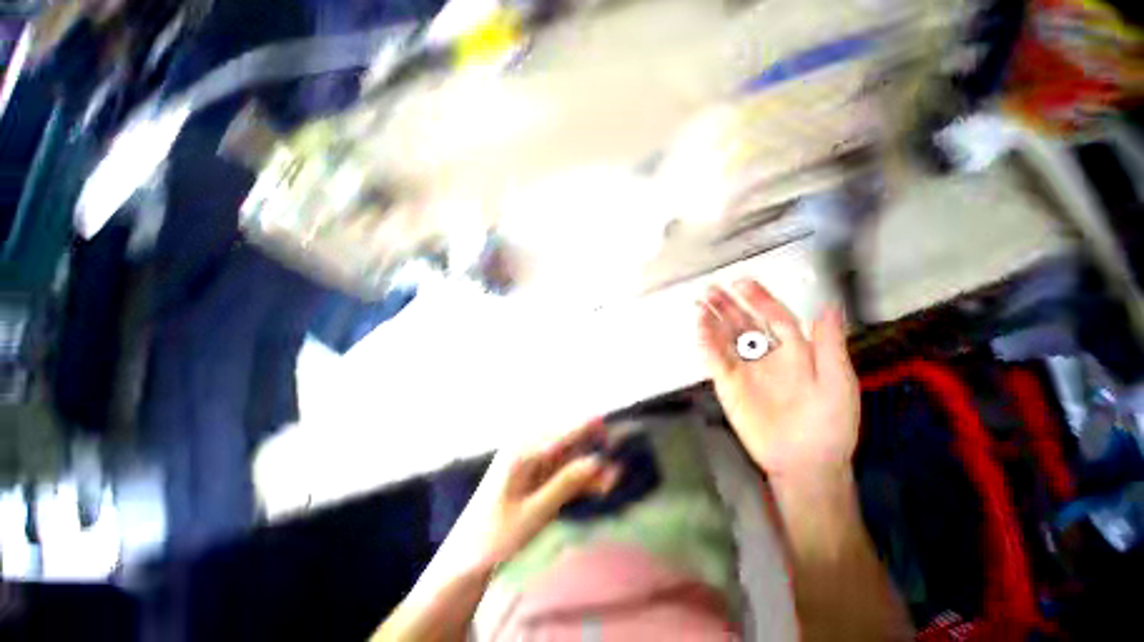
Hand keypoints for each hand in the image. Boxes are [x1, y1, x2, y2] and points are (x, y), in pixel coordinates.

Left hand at [445, 422, 620, 573]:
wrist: (467, 557)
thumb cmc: (495, 536)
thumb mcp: (534, 513)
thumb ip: (566, 483)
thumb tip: (598, 460)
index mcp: (521, 453)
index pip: (561, 434)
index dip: (585, 426)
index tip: (606, 419)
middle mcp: (526, 450)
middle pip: (566, 442)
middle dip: (591, 450)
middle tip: (615, 465)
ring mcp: (530, 463)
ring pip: (567, 457)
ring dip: (588, 468)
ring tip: (611, 482)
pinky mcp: (534, 476)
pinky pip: (562, 471)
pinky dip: (579, 479)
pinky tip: (597, 488)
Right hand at [697, 279, 858, 482]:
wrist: (805, 461)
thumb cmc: (829, 423)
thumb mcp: (838, 383)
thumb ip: (830, 345)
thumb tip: (827, 306)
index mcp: (794, 351)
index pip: (774, 318)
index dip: (759, 299)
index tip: (743, 284)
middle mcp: (766, 356)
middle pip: (744, 324)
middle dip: (728, 305)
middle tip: (712, 288)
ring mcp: (745, 369)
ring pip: (726, 339)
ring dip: (713, 320)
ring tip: (700, 303)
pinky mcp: (728, 385)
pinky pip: (715, 361)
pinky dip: (706, 344)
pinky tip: (699, 330)